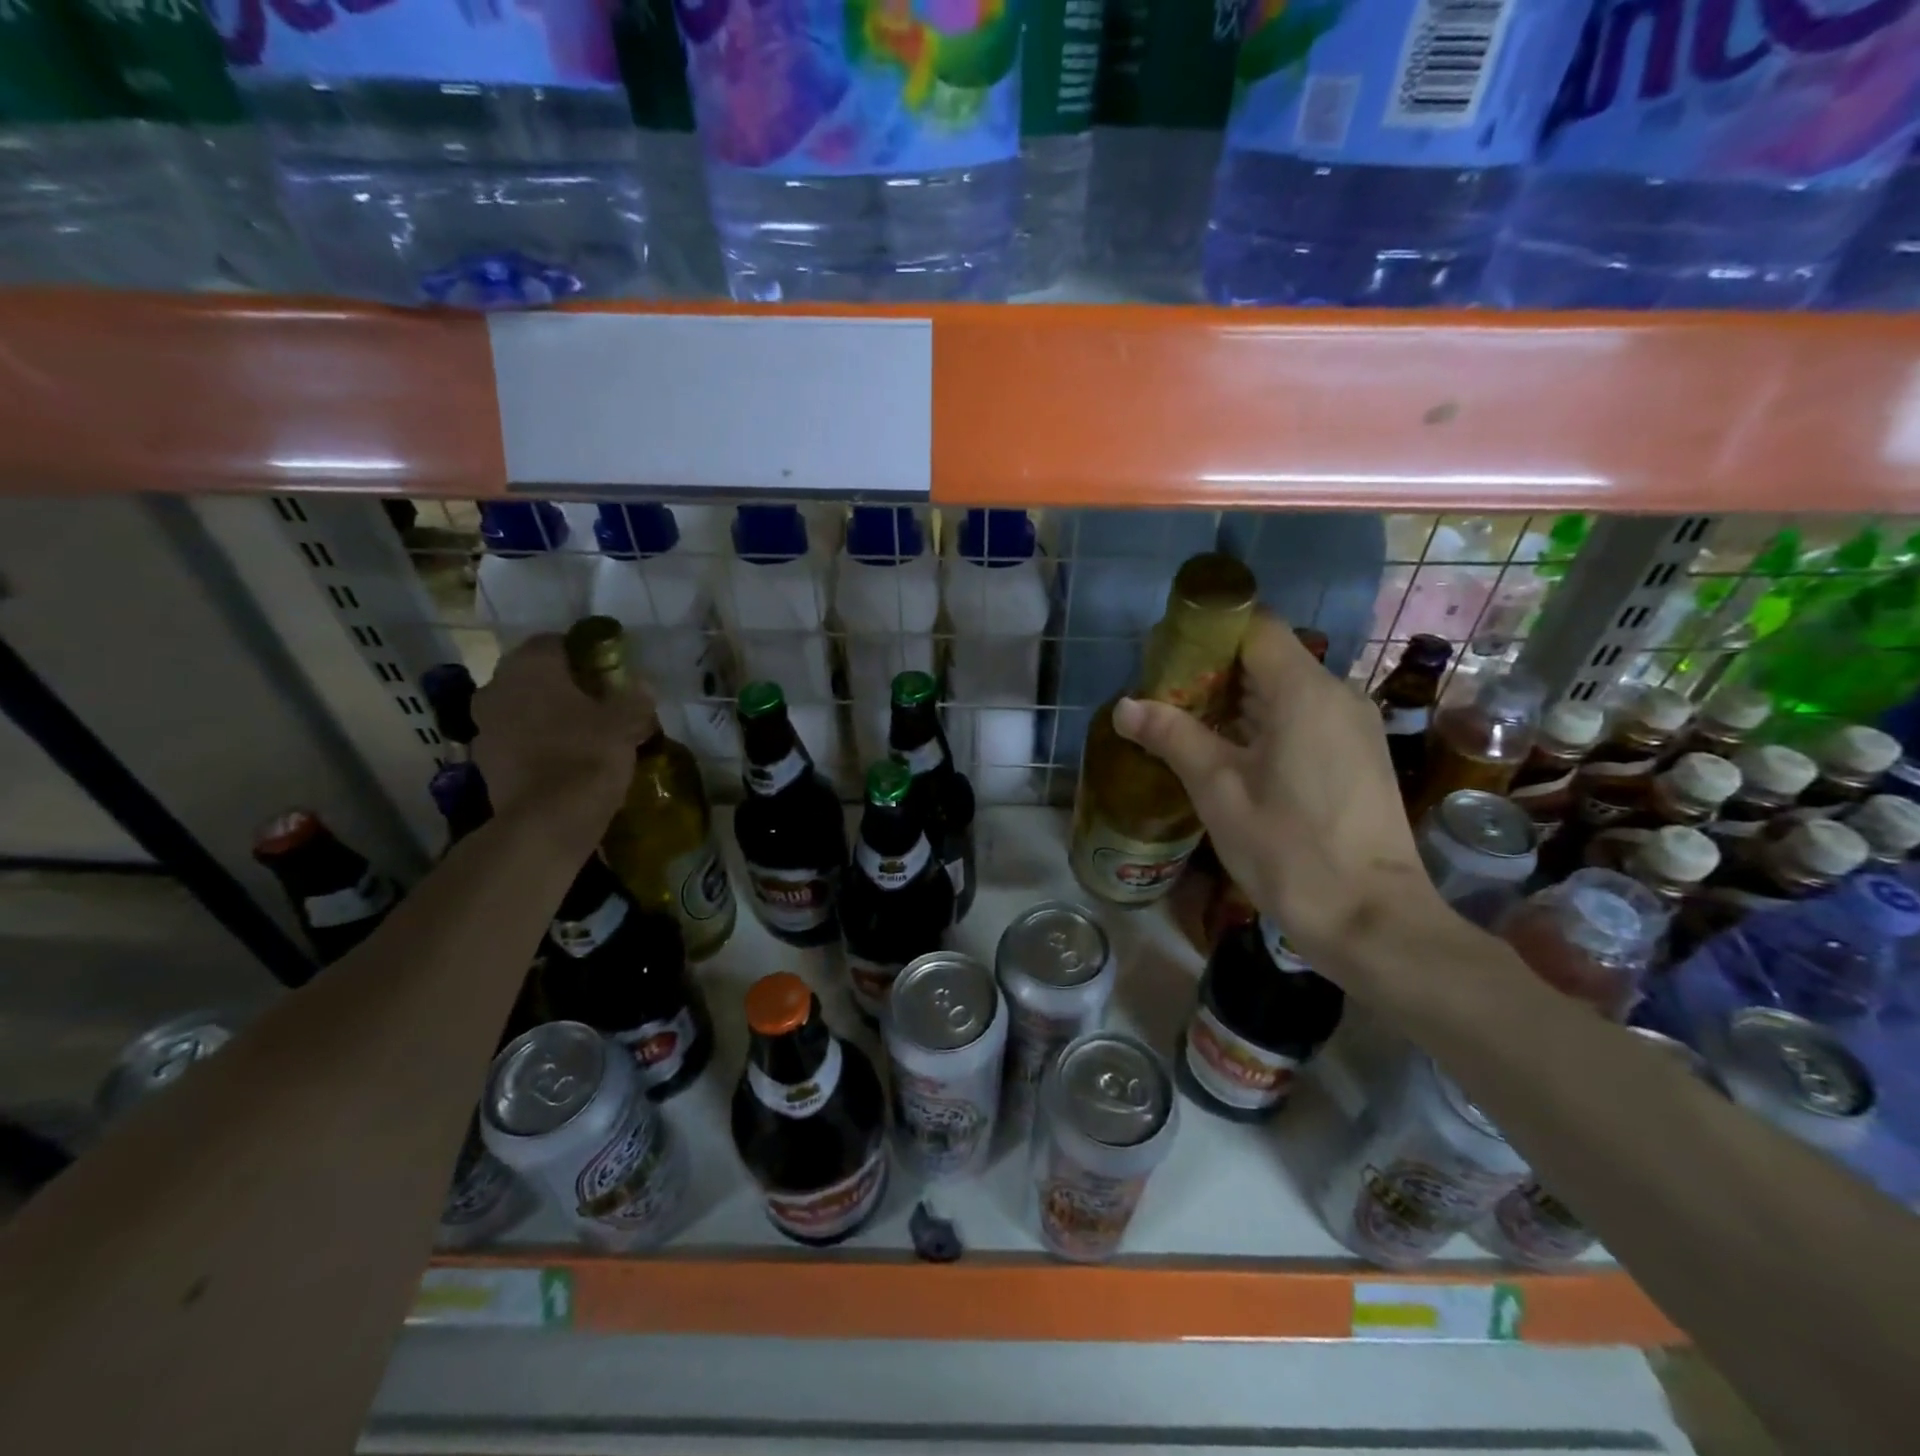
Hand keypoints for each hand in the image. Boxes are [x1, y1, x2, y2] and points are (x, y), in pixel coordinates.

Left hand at [470, 635, 656, 836]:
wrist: (547, 820)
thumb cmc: (588, 756)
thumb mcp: (626, 722)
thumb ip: (634, 698)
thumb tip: (640, 686)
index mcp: (530, 667)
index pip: (554, 642)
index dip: (583, 654)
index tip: (607, 672)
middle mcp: (497, 687)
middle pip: (534, 676)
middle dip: (563, 686)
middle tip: (598, 702)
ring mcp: (484, 726)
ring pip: (522, 708)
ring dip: (547, 715)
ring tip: (582, 734)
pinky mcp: (483, 761)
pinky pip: (515, 740)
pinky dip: (536, 743)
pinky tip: (564, 760)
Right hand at [1112, 616, 1443, 972]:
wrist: (1371, 919)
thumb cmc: (1288, 849)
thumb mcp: (1218, 790)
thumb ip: (1173, 737)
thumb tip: (1124, 706)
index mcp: (1304, 691)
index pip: (1255, 626)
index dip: (1209, 633)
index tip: (1167, 659)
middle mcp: (1337, 694)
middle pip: (1270, 657)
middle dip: (1215, 672)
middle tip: (1165, 700)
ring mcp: (1354, 726)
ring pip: (1287, 690)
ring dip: (1238, 702)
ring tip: (1189, 730)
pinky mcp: (1359, 755)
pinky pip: (1306, 718)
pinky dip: (1266, 724)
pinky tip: (1234, 758)